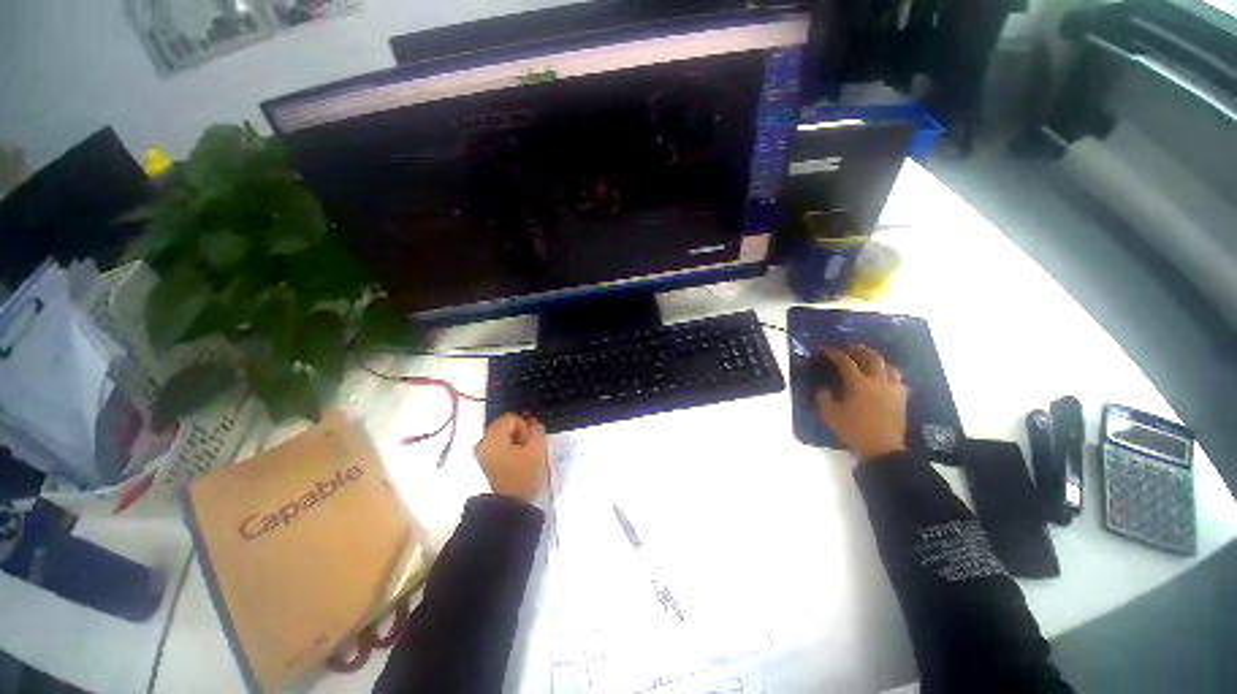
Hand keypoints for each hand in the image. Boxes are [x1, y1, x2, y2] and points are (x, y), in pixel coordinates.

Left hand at [474, 413, 547, 502]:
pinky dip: (510, 450)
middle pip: (506, 426)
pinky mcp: (486, 463)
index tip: (530, 442)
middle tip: (529, 449)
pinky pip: (500, 447)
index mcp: (492, 438)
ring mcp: (482, 454)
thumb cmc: (523, 475)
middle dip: (520, 434)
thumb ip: (537, 430)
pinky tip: (518, 462)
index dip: (525, 426)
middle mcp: (483, 443)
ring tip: (524, 457)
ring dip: (517, 442)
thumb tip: (533, 423)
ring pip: (504, 437)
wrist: (510, 506)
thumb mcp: (537, 449)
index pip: (511, 417)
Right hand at [815, 345, 908, 460]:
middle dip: (860, 350)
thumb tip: (824, 388)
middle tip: (850, 348)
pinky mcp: (901, 399)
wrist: (882, 449)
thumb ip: (824, 397)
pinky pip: (898, 380)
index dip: (835, 354)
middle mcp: (878, 382)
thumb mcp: (830, 414)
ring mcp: (893, 389)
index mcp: (859, 384)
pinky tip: (884, 379)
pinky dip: (889, 374)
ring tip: (869, 361)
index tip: (826, 350)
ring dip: (877, 360)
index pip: (846, 362)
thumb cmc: (853, 430)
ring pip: (889, 367)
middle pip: (872, 358)